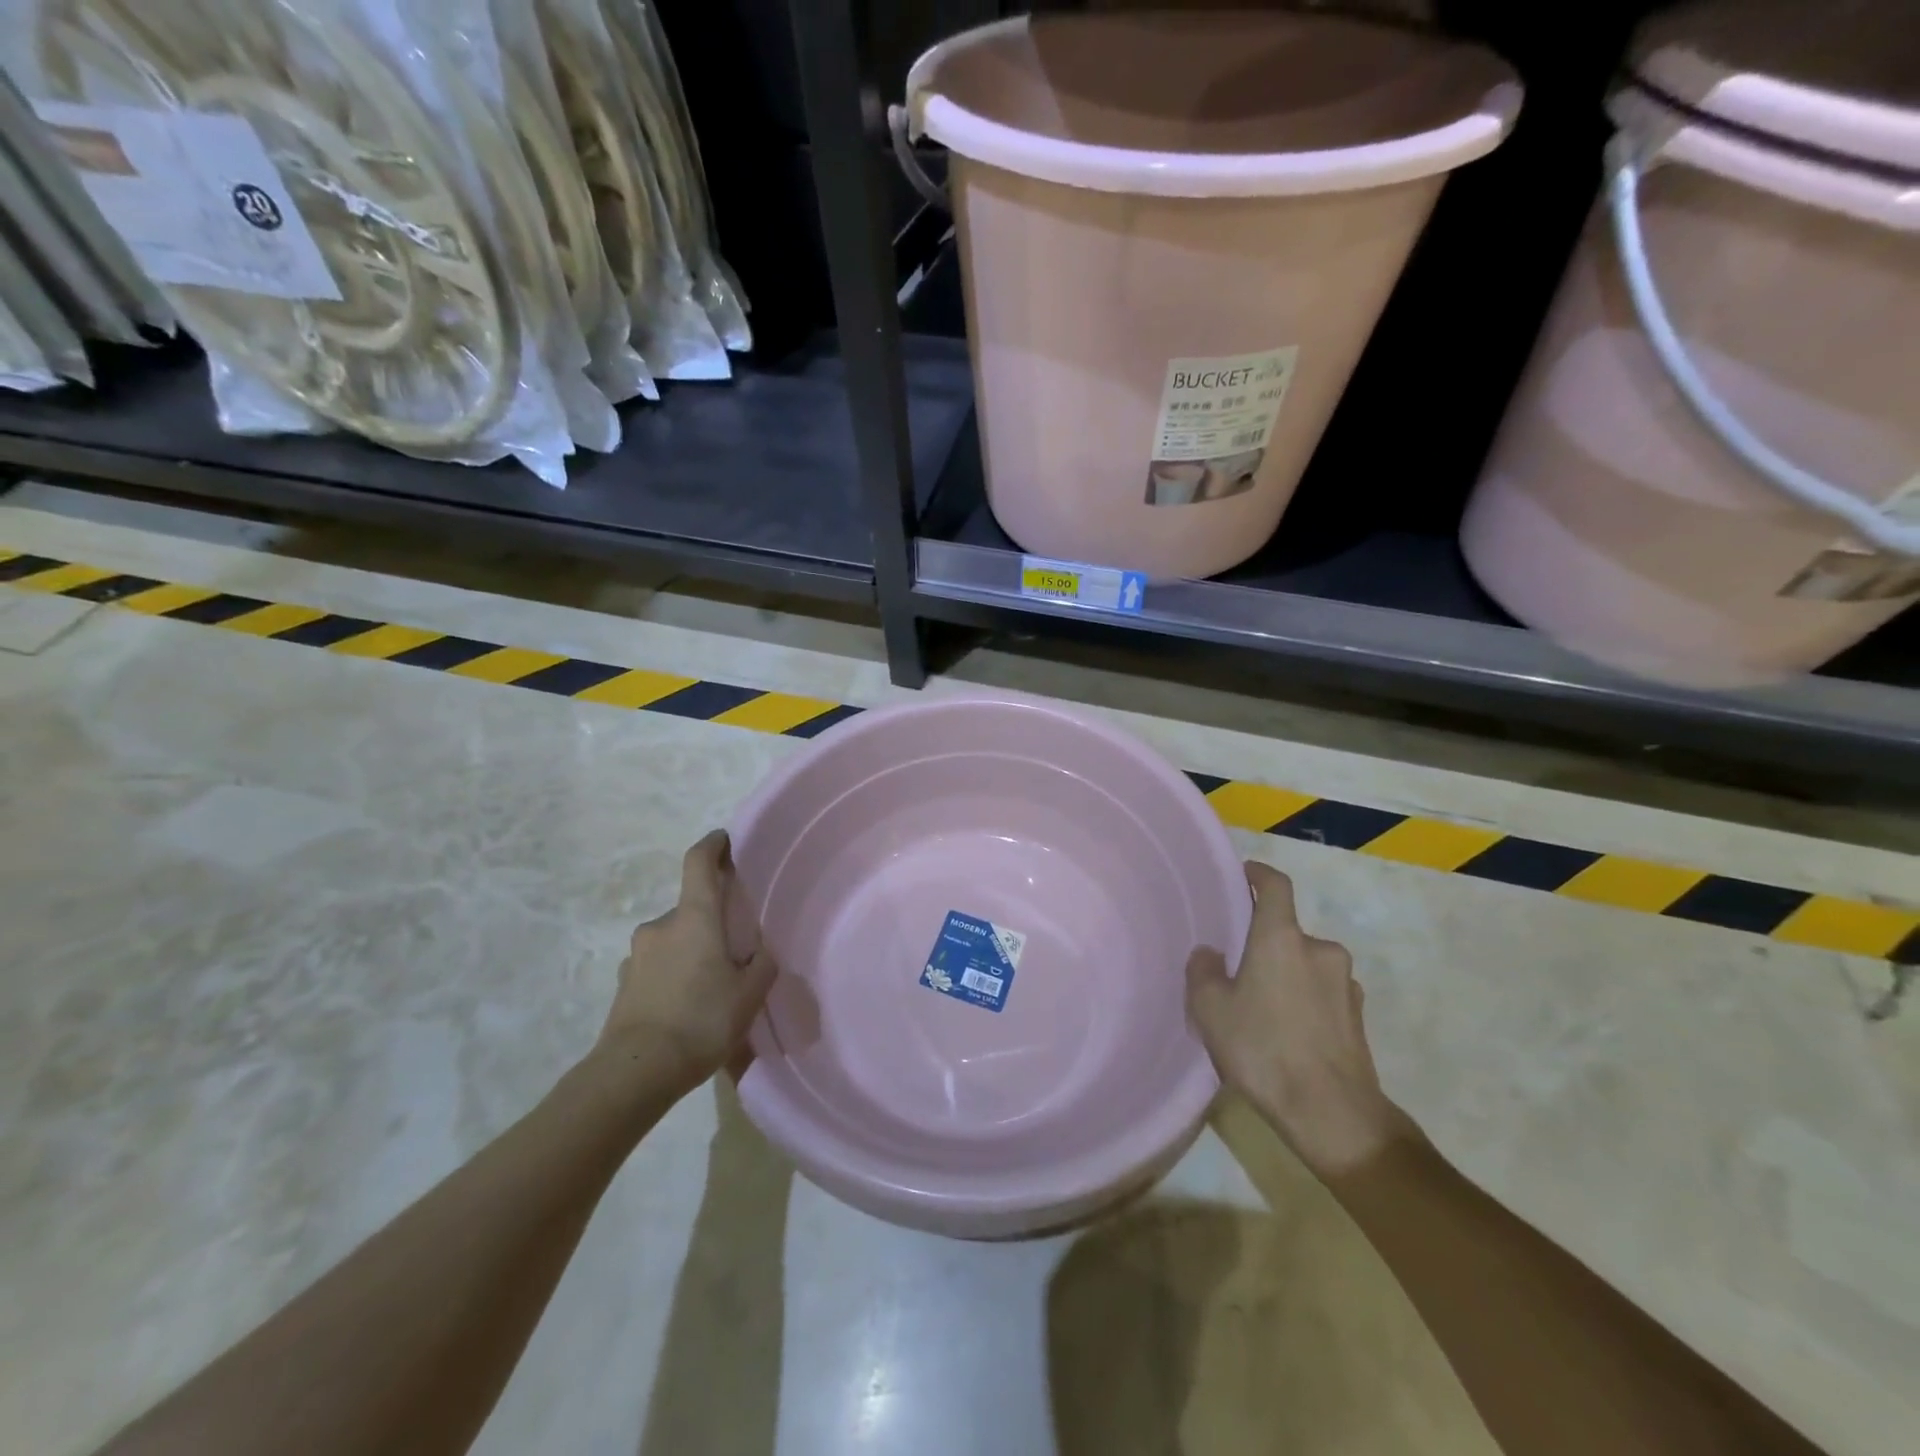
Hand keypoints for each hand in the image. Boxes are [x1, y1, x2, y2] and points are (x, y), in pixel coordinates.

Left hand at [597, 831, 777, 1096]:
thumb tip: (760, 952)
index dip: (712, 845)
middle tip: (735, 947)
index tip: (724, 840)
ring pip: (674, 940)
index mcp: (694, 917)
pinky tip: (688, 1006)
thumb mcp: (749, 994)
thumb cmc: (701, 1020)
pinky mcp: (624, 984)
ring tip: (712, 985)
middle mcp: (660, 926)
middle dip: (711, 920)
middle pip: (690, 908)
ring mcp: (637, 955)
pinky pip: (658, 967)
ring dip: (692, 950)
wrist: (635, 1072)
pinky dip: (674, 974)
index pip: (698, 862)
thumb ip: (761, 965)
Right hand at [1186, 861, 1406, 1177]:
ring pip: (1306, 965)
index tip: (1245, 873)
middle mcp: (1320, 950)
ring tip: (1261, 1008)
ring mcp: (1345, 984)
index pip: (1276, 886)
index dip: (1259, 874)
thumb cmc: (1264, 1049)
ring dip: (1285, 975)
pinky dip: (1304, 1000)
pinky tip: (1287, 1033)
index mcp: (1282, 938)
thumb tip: (1211, 954)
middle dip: (1264, 944)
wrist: (1333, 1114)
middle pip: (1287, 932)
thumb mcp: (1211, 1010)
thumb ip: (1204, 971)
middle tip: (1237, 970)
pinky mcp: (1358, 1017)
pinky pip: (1322, 993)